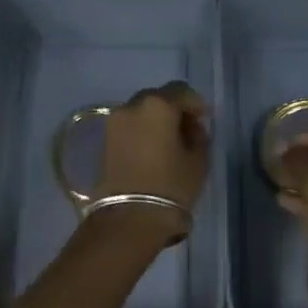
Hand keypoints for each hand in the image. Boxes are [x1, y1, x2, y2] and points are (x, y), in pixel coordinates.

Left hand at [94, 82, 211, 237]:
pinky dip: (141, 131)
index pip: (181, 91)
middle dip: (173, 109)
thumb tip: (191, 127)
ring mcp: (114, 122)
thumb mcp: (198, 159)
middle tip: (186, 129)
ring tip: (168, 142)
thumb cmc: (171, 186)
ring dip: (155, 120)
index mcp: (158, 105)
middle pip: (157, 98)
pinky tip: (151, 150)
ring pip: (140, 111)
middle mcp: (132, 106)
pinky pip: (128, 126)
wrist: (130, 216)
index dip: (195, 103)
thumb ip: (198, 135)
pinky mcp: (104, 140)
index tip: (203, 119)